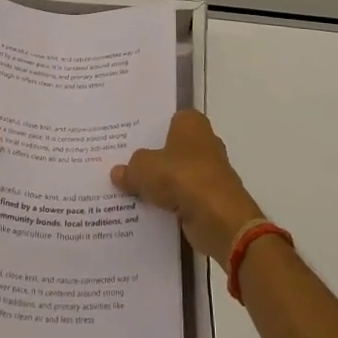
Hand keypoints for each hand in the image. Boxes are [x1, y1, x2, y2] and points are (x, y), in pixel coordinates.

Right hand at [112, 110, 264, 262]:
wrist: (219, 218)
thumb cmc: (182, 177)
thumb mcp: (143, 168)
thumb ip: (130, 169)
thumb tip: (118, 173)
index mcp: (192, 123)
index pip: (168, 119)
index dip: (149, 129)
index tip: (127, 139)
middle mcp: (205, 142)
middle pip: (171, 148)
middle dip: (152, 158)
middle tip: (122, 164)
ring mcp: (210, 172)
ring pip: (177, 174)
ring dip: (160, 184)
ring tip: (128, 190)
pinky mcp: (211, 199)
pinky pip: (183, 198)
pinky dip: (169, 205)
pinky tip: (146, 211)